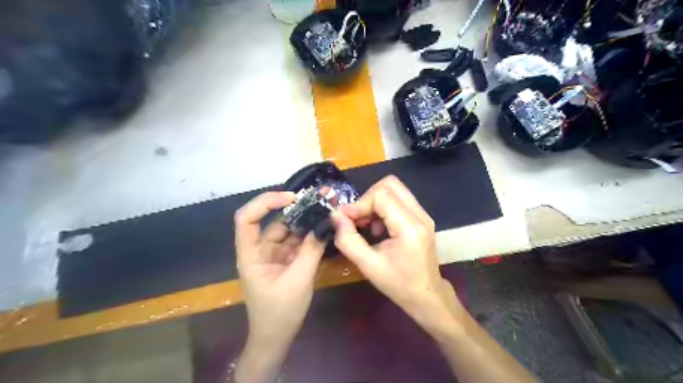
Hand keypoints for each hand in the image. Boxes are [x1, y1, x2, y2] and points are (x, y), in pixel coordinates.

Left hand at [236, 194, 324, 381]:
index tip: (292, 198)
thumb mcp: (299, 280)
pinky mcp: (286, 260)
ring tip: (327, 206)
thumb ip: (311, 250)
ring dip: (307, 219)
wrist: (277, 337)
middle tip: (321, 196)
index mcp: (251, 254)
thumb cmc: (280, 312)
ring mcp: (274, 254)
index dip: (265, 202)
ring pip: (289, 230)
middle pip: (274, 221)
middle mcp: (260, 249)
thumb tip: (325, 224)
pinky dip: (310, 234)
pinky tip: (324, 225)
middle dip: (297, 207)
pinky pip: (297, 241)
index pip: (247, 219)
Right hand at [329, 176, 460, 331]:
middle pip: (390, 184)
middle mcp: (420, 215)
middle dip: (367, 198)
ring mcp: (423, 214)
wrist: (427, 296)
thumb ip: (348, 240)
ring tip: (367, 225)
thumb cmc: (398, 284)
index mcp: (409, 227)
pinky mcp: (421, 218)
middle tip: (357, 219)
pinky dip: (383, 207)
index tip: (344, 219)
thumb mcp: (368, 266)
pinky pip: (399, 199)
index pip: (381, 195)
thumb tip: (335, 216)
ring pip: (394, 189)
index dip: (359, 203)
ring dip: (375, 202)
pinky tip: (378, 228)